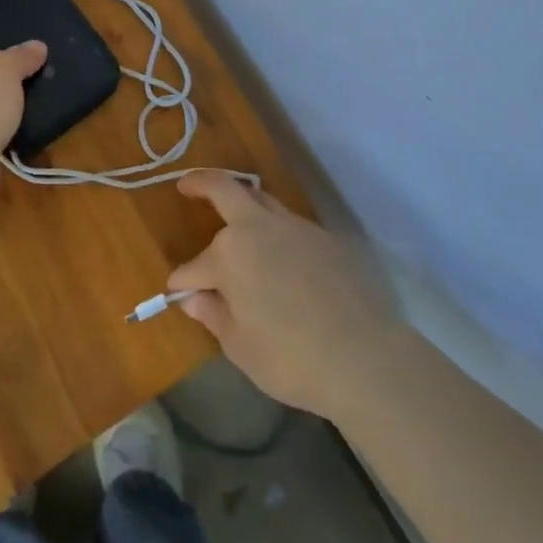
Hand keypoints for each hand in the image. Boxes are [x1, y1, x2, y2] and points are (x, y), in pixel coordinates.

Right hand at [168, 171, 402, 420]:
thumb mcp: (240, 346)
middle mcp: (260, 228)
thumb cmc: (290, 358)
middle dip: (201, 183)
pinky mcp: (325, 238)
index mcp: (230, 253)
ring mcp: (296, 228)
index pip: (194, 266)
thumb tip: (194, 298)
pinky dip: (274, 231)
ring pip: (261, 201)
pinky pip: (290, 225)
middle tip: (186, 185)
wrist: (364, 357)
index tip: (177, 293)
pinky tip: (277, 255)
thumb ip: (214, 315)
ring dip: (242, 203)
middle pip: (225, 189)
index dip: (183, 282)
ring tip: (234, 218)